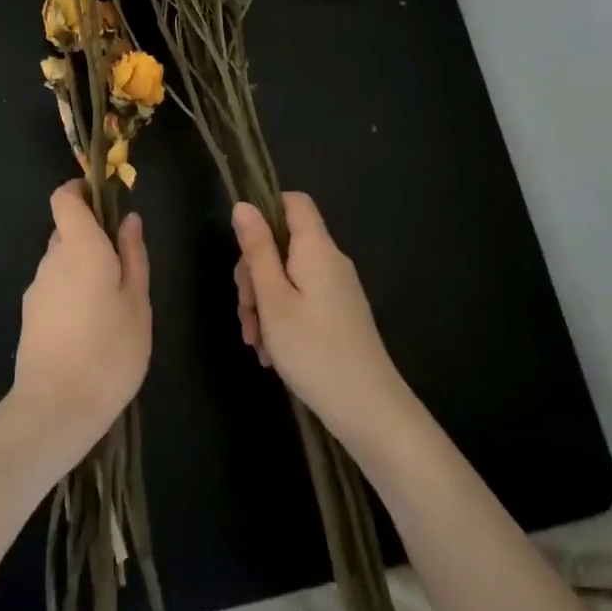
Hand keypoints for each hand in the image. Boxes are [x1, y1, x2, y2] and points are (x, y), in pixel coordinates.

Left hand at [12, 181, 151, 469]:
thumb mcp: (137, 302)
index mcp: (79, 247)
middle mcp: (51, 260)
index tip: (104, 201)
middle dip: (92, 239)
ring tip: (111, 307)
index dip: (80, 192)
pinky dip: (71, 295)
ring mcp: (36, 289)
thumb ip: (133, 255)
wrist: (56, 408)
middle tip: (124, 269)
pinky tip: (90, 329)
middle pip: (66, 232)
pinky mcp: (29, 316)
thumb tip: (129, 219)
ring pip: (61, 263)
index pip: (64, 198)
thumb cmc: (110, 350)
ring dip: (83, 270)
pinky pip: (53, 289)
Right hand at [232, 194, 409, 437]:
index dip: (265, 211)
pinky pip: (302, 301)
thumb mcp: (273, 298)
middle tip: (245, 311)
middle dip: (255, 273)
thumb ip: (257, 249)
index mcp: (316, 248)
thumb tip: (244, 205)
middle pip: (284, 244)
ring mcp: (337, 290)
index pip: (294, 202)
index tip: (243, 244)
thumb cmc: (313, 348)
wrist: (368, 408)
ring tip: (256, 342)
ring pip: (288, 277)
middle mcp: (330, 261)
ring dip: (264, 303)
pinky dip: (282, 319)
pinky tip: (272, 353)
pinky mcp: (339, 315)